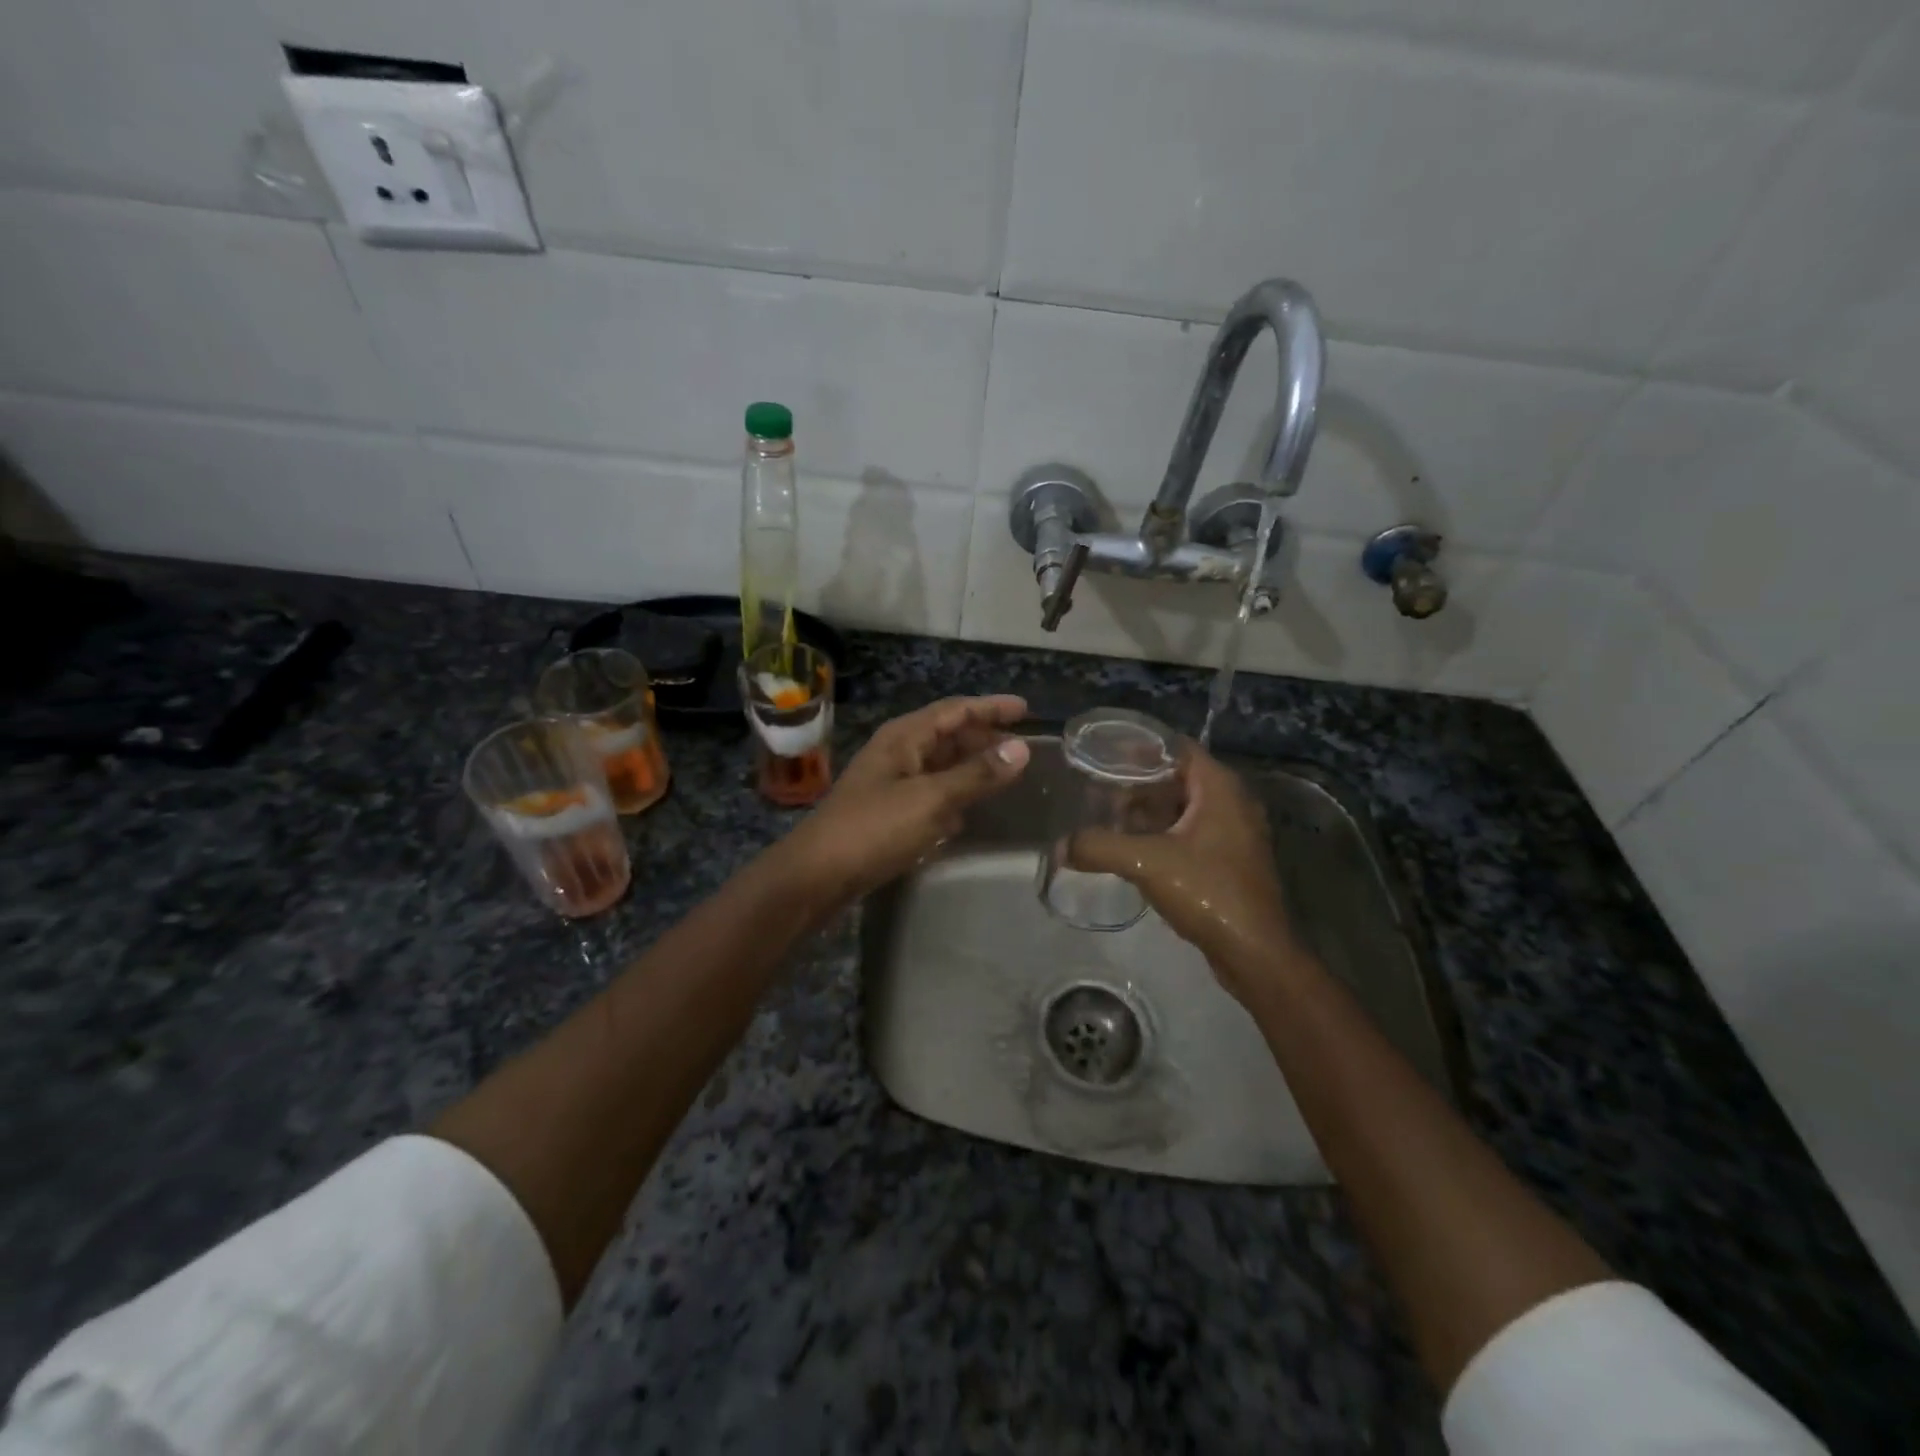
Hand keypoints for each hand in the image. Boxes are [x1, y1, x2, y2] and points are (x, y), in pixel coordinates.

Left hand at [778, 695, 1030, 902]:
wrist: (818, 875)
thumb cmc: (874, 828)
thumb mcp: (931, 799)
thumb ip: (977, 774)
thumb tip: (1022, 749)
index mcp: (904, 737)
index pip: (955, 710)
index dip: (990, 707)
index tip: (1026, 709)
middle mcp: (898, 753)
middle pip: (948, 735)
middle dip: (984, 738)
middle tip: (1023, 749)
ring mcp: (892, 783)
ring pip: (941, 765)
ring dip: (972, 767)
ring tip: (1008, 775)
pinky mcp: (890, 813)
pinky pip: (932, 794)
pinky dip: (956, 795)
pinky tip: (974, 810)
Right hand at [1069, 744, 1306, 1003]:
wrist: (1255, 953)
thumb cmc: (1208, 892)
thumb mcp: (1146, 863)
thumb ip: (1099, 848)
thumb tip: (1060, 847)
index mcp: (1220, 789)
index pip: (1178, 748)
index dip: (1141, 748)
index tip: (1104, 754)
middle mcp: (1232, 803)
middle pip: (1178, 778)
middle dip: (1139, 783)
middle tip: (1099, 789)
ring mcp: (1235, 834)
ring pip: (1184, 808)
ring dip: (1149, 811)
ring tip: (1109, 817)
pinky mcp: (1230, 861)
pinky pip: (1191, 833)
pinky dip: (1163, 833)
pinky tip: (1134, 849)